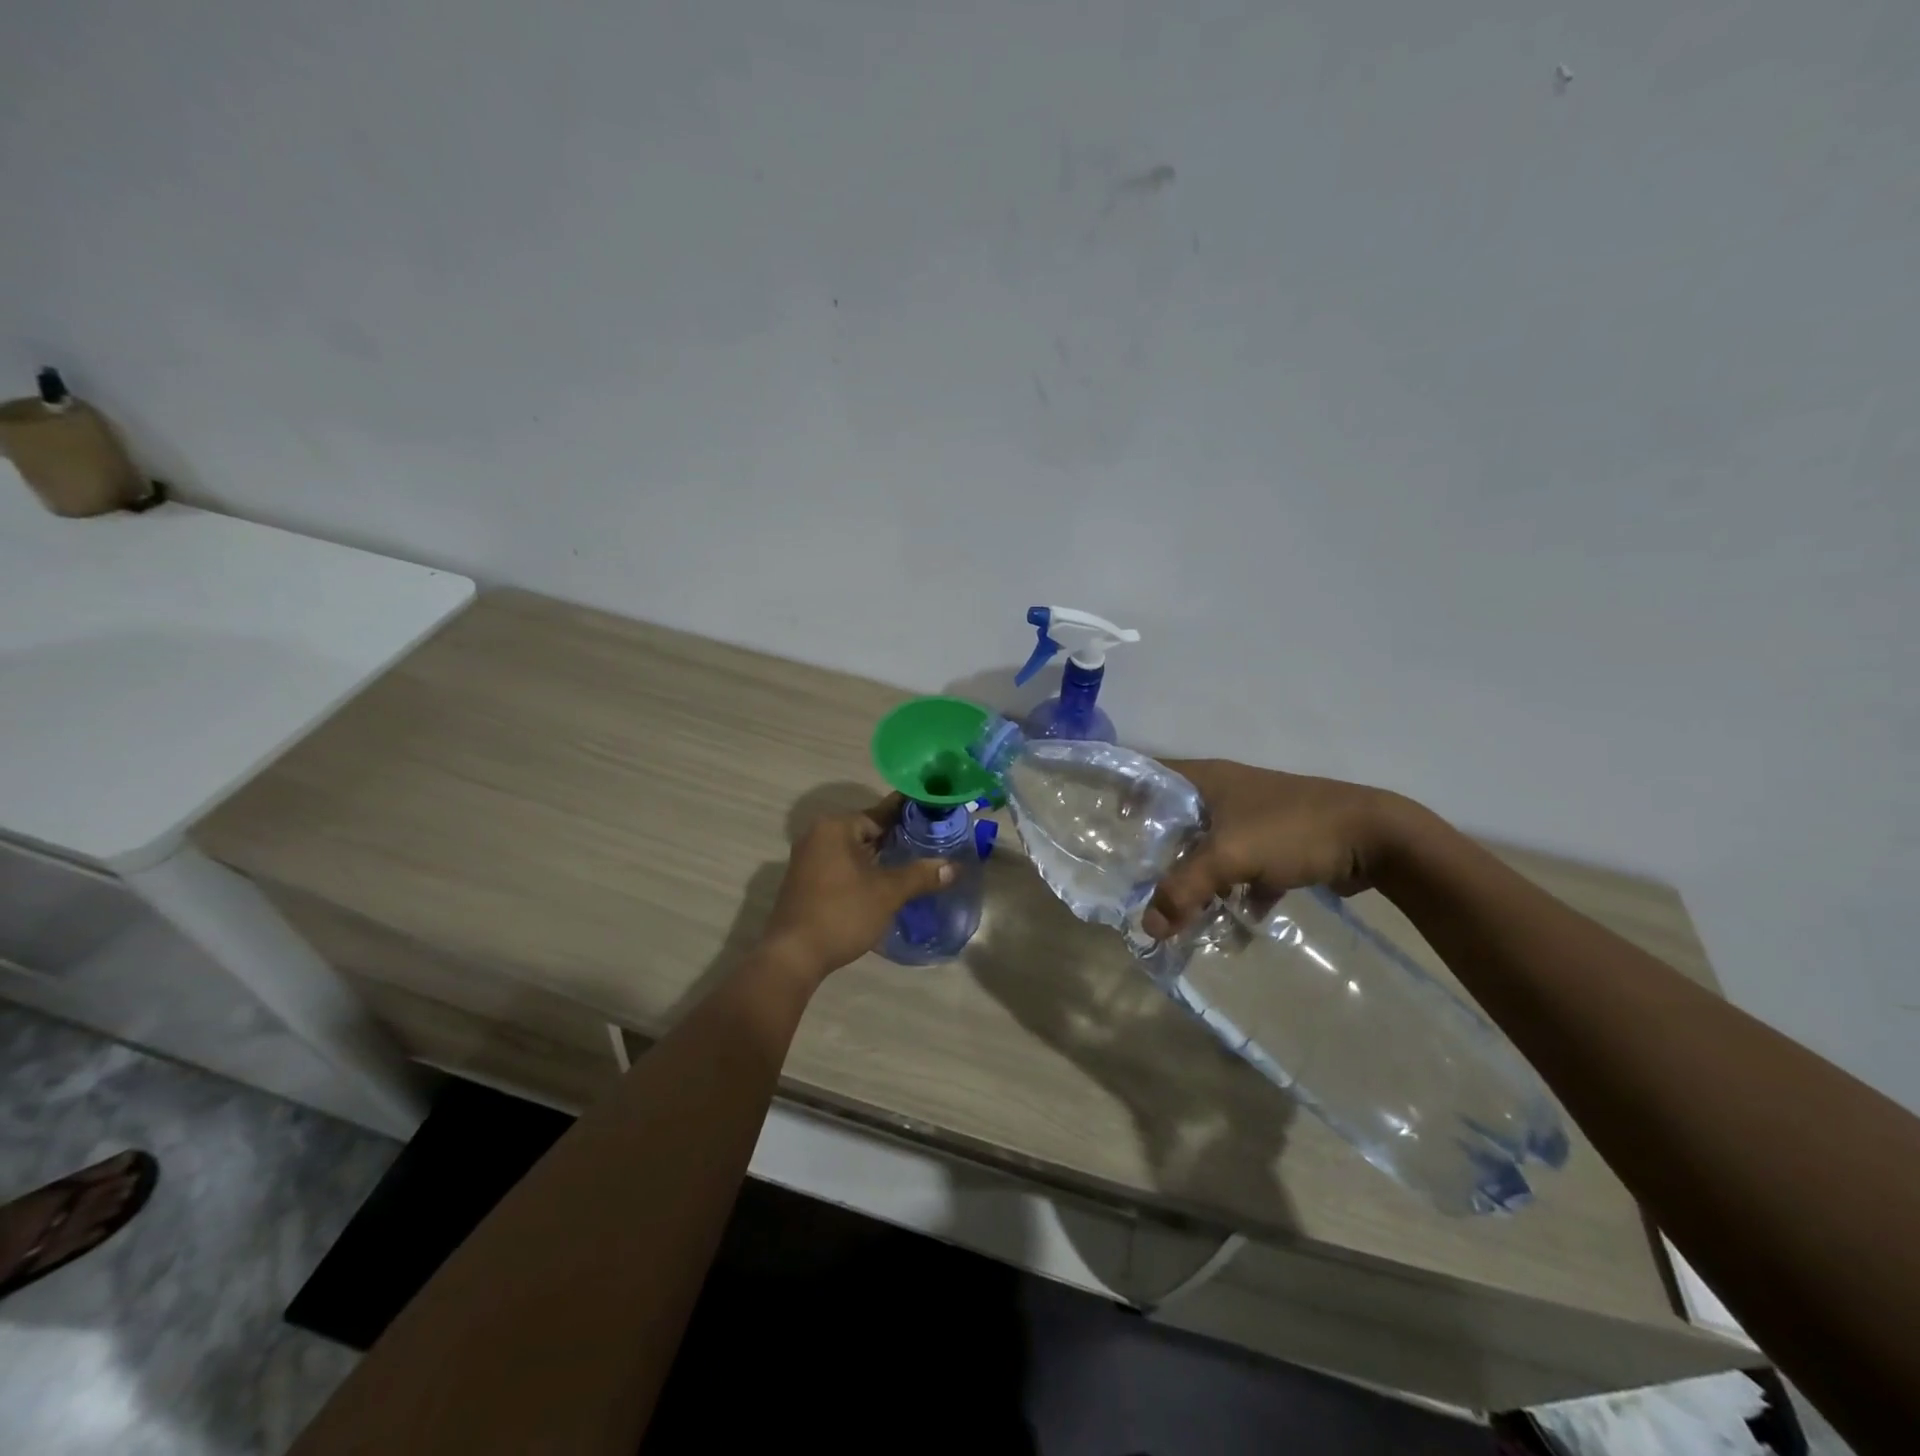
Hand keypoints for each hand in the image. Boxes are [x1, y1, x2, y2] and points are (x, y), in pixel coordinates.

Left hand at [758, 794, 954, 979]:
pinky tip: (885, 882)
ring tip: (915, 863)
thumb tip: (954, 867)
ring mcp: (808, 859)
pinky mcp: (806, 881)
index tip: (934, 815)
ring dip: (880, 857)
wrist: (793, 955)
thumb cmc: (842, 913)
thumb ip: (920, 875)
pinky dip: (863, 870)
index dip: (909, 815)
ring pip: (854, 849)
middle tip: (931, 843)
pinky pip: (842, 865)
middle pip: (867, 830)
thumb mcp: (887, 893)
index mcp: (836, 827)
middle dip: (897, 838)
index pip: (881, 812)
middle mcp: (818, 835)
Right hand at [1142, 760, 1415, 938]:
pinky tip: (1235, 918)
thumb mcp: (1230, 856)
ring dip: (1197, 877)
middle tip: (1134, 881)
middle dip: (1157, 852)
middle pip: (1176, 820)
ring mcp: (1253, 819)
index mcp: (1206, 779)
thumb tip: (1147, 928)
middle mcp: (1225, 793)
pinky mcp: (1278, 844)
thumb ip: (1184, 889)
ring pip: (1209, 848)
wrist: (1376, 838)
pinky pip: (1243, 868)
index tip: (1104, 828)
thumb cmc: (1292, 830)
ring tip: (1177, 909)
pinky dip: (1236, 891)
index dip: (1125, 796)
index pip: (1150, 776)